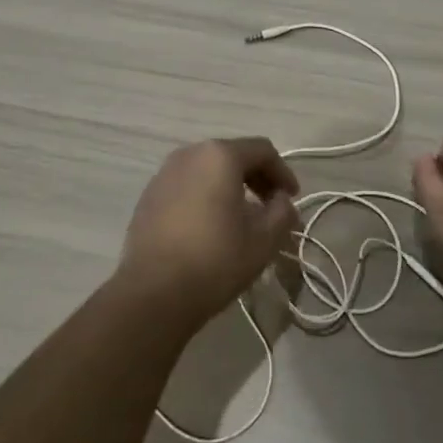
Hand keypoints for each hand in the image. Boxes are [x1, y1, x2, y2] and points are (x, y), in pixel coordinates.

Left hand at [117, 137, 300, 328]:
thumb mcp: (263, 240)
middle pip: (233, 155)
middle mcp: (189, 153)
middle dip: (257, 179)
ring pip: (208, 170)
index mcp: (219, 155)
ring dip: (231, 187)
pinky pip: (187, 185)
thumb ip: (282, 212)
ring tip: (243, 218)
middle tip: (272, 207)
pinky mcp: (149, 195)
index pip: (262, 150)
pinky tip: (211, 226)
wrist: (154, 292)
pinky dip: (206, 196)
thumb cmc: (215, 260)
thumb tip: (281, 201)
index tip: (292, 199)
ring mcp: (164, 173)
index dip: (283, 172)